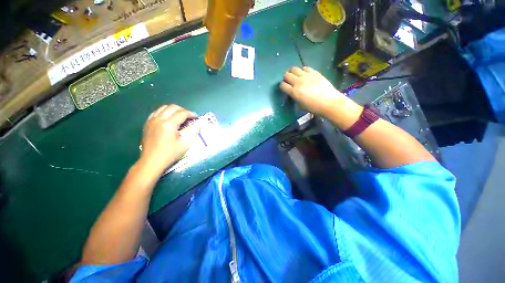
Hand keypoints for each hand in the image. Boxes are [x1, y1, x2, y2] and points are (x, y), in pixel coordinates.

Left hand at [139, 105, 199, 174]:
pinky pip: (156, 112)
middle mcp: (158, 119)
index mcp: (168, 124)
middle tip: (189, 117)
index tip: (196, 118)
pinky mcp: (147, 124)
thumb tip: (198, 124)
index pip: (182, 113)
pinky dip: (164, 112)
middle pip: (172, 107)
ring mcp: (151, 120)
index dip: (191, 114)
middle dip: (183, 110)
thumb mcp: (185, 144)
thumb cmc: (170, 154)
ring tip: (180, 116)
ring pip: (163, 107)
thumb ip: (193, 131)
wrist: (152, 161)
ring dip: (174, 110)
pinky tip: (169, 119)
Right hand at [280, 66, 345, 115]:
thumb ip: (294, 97)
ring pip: (294, 68)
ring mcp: (306, 76)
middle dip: (286, 78)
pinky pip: (305, 67)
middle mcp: (298, 82)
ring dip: (293, 72)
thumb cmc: (313, 107)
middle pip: (286, 75)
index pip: (282, 85)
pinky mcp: (314, 72)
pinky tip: (305, 75)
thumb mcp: (300, 105)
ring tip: (296, 76)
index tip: (285, 88)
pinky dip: (303, 71)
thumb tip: (293, 93)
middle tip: (289, 81)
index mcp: (294, 92)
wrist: (329, 102)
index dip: (282, 86)